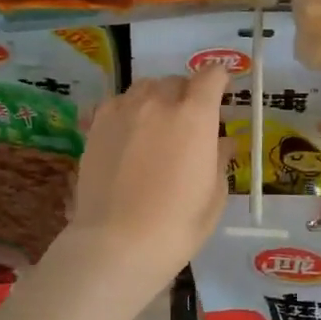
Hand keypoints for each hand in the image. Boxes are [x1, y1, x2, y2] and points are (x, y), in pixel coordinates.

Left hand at [61, 68, 231, 297]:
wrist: (117, 243)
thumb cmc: (177, 225)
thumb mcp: (213, 196)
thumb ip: (220, 159)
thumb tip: (223, 142)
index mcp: (195, 116)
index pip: (211, 76)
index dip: (220, 80)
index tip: (222, 92)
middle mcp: (159, 102)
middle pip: (177, 81)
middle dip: (188, 94)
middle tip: (189, 121)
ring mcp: (124, 110)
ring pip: (145, 87)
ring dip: (157, 98)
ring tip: (156, 124)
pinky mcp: (97, 124)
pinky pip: (118, 102)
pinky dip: (129, 109)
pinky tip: (129, 133)